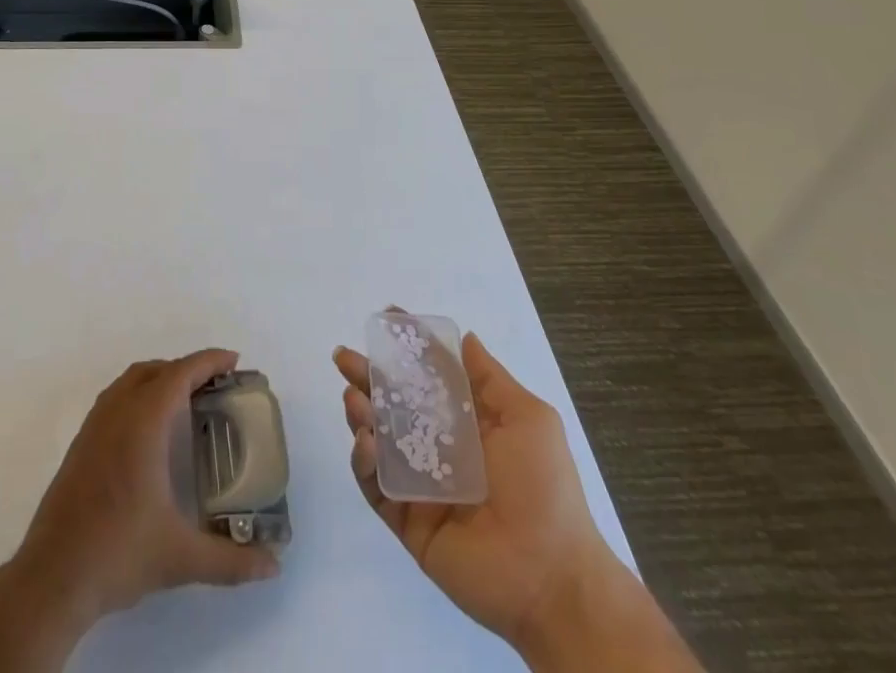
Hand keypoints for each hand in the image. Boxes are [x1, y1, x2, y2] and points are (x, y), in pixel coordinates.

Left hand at [0, 350, 280, 672]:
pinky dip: (139, 393)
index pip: (180, 374)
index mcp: (143, 422)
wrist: (53, 577)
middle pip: (156, 371)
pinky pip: (115, 397)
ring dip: (160, 378)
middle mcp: (117, 412)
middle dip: (187, 369)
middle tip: (217, 385)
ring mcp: (94, 425)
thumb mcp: (180, 558)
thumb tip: (273, 566)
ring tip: (186, 400)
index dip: (208, 361)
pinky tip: (149, 429)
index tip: (234, 359)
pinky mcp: (80, 443)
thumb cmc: (118, 553)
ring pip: (131, 381)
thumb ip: (230, 561)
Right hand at [337, 332, 685, 667]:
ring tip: (353, 398)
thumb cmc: (544, 489)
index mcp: (467, 423)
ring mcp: (420, 485)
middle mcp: (439, 448)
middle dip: (367, 376)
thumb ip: (491, 379)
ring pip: (378, 440)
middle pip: (394, 404)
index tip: (387, 318)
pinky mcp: (406, 520)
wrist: (551, 578)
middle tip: (344, 357)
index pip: (429, 376)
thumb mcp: (529, 420)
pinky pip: (376, 485)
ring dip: (360, 414)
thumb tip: (466, 337)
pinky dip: (364, 461)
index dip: (409, 348)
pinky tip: (366, 443)